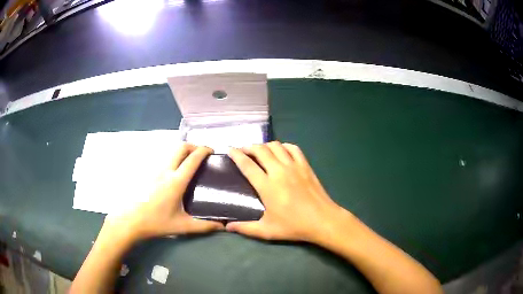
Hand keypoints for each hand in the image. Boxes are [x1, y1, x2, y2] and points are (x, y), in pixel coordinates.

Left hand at [102, 144, 223, 242]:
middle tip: (202, 154)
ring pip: (171, 152)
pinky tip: (176, 172)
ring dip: (183, 151)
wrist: (131, 221)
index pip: (192, 159)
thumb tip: (222, 226)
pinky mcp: (149, 174)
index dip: (204, 150)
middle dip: (193, 146)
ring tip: (191, 162)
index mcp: (176, 181)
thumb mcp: (183, 226)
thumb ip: (204, 226)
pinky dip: (174, 158)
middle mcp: (166, 171)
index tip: (212, 150)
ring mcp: (155, 171)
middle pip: (180, 147)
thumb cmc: (157, 223)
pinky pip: (165, 159)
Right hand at [226, 142, 350, 242]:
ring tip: (260, 150)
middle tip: (243, 150)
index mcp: (267, 186)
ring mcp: (294, 166)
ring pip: (276, 146)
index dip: (236, 155)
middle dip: (249, 147)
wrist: (322, 220)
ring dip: (265, 145)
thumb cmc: (294, 226)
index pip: (247, 165)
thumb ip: (245, 228)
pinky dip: (284, 146)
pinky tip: (281, 151)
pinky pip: (293, 148)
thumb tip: (227, 227)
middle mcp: (279, 171)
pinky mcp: (305, 166)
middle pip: (261, 150)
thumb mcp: (267, 231)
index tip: (229, 149)